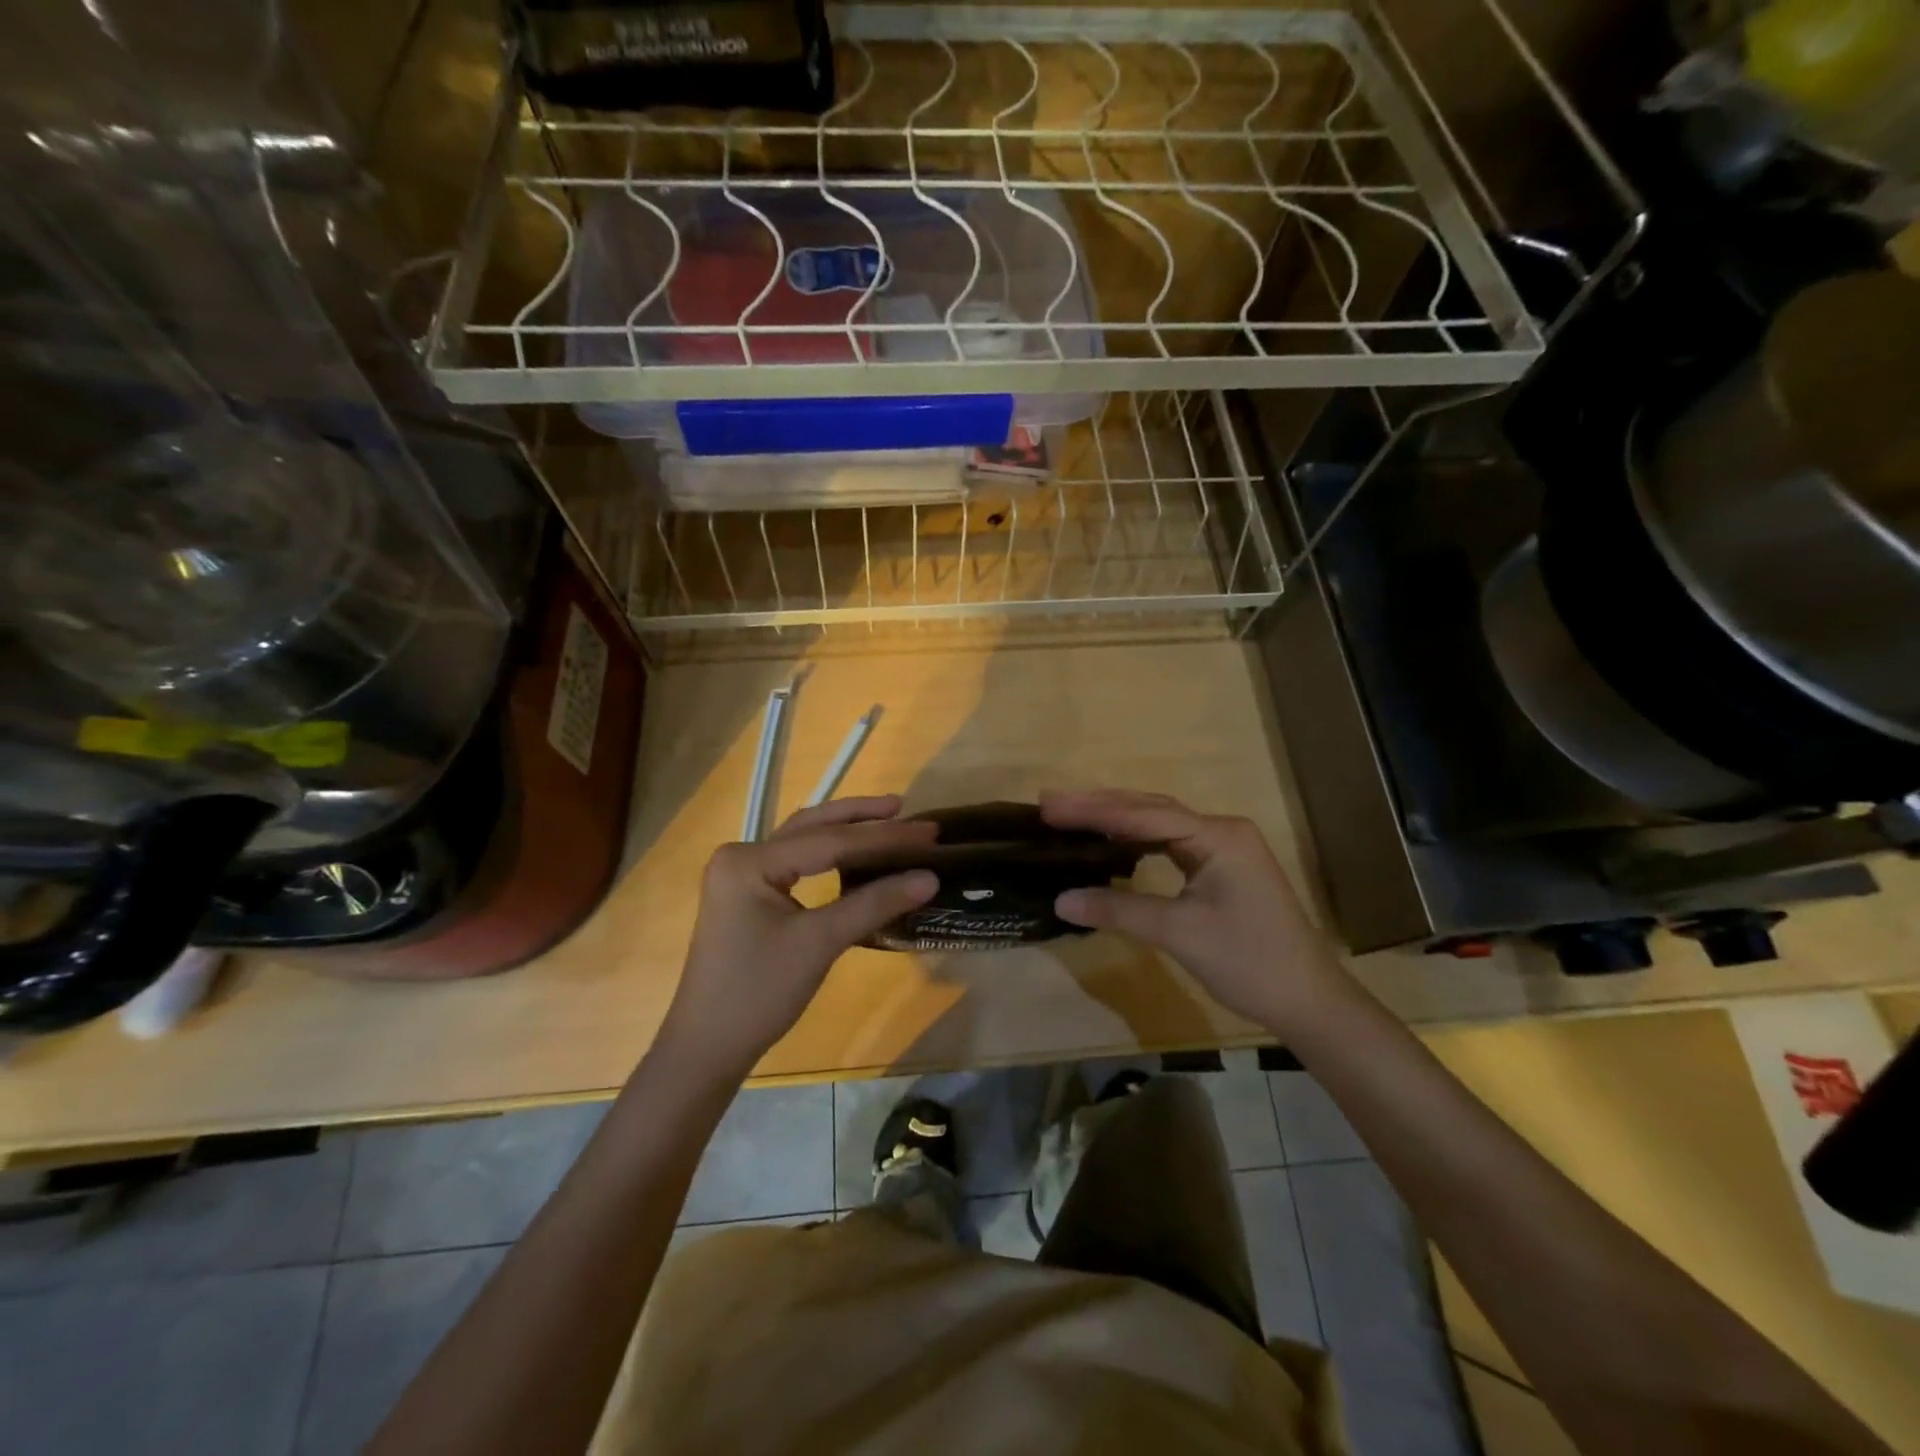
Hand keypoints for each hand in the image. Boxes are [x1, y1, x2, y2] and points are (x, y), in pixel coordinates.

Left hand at [661, 796, 937, 1078]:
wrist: (707, 1048)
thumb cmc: (759, 993)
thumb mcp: (819, 944)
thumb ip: (873, 904)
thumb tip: (930, 877)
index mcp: (750, 861)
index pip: (829, 841)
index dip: (883, 837)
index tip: (928, 831)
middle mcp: (741, 855)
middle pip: (812, 827)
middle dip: (861, 818)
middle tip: (906, 809)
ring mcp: (742, 875)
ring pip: (804, 841)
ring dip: (845, 830)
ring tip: (887, 818)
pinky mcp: (749, 895)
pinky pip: (796, 863)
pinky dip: (829, 854)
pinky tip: (855, 853)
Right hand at [1041, 788, 1348, 1034]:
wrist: (1307, 999)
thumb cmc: (1248, 962)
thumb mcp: (1179, 934)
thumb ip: (1119, 910)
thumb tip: (1061, 899)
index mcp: (1218, 836)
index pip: (1145, 815)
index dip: (1094, 811)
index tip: (1050, 807)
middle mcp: (1222, 830)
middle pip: (1151, 809)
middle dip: (1100, 805)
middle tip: (1050, 804)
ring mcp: (1224, 847)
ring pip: (1160, 822)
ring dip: (1116, 817)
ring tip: (1071, 814)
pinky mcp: (1221, 866)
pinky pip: (1170, 841)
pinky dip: (1136, 837)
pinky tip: (1112, 840)